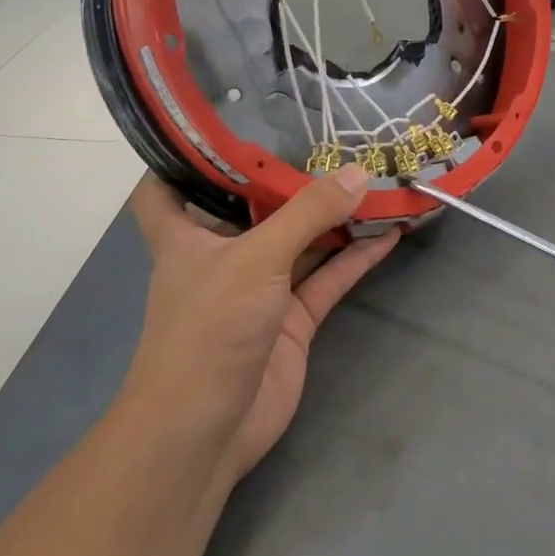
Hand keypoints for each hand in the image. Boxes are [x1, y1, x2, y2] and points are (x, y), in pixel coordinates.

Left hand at [124, 166, 397, 481]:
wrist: (208, 430)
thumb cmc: (209, 329)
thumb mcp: (256, 259)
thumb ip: (308, 213)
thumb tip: (360, 172)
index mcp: (185, 235)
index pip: (165, 187)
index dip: (184, 157)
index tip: (222, 125)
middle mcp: (220, 256)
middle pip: (253, 208)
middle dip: (287, 180)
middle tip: (331, 141)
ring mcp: (259, 289)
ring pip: (300, 242)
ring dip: (334, 219)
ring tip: (377, 182)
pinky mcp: (291, 320)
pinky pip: (327, 279)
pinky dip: (355, 259)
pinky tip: (390, 235)